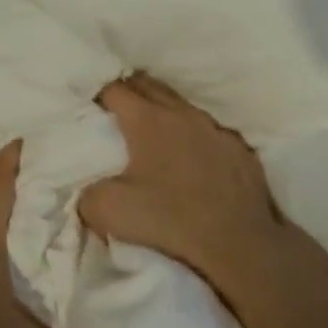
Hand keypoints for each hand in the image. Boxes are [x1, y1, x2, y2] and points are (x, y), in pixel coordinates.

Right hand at [79, 75, 297, 295]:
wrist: (240, 242)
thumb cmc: (170, 220)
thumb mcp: (109, 212)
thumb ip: (87, 194)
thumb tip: (88, 189)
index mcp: (147, 120)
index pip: (115, 89)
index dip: (98, 93)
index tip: (89, 106)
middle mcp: (182, 114)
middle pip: (148, 85)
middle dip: (129, 90)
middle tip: (114, 108)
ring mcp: (215, 128)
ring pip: (181, 104)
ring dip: (162, 110)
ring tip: (151, 128)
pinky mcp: (238, 148)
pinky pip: (208, 129)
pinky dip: (192, 134)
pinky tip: (191, 153)